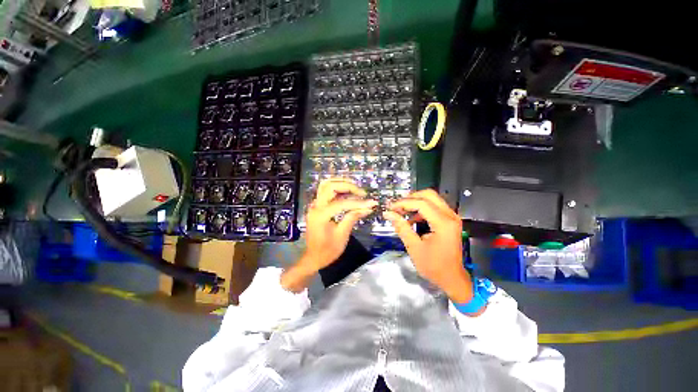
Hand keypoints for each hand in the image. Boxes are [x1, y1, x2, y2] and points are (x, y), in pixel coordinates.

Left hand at [281, 178, 375, 291]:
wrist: (313, 257)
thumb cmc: (327, 250)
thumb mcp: (342, 235)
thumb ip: (353, 218)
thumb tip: (368, 208)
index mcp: (321, 215)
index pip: (341, 203)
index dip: (358, 203)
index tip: (371, 203)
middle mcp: (315, 206)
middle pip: (330, 186)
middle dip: (347, 186)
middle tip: (361, 192)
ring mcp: (315, 205)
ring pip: (326, 185)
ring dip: (341, 183)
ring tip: (355, 189)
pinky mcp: (317, 207)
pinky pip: (326, 191)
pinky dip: (337, 189)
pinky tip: (348, 193)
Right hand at [383, 189, 472, 302]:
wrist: (452, 278)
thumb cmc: (433, 266)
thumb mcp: (414, 247)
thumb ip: (401, 227)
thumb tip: (388, 213)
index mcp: (443, 223)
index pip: (421, 203)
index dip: (403, 203)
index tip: (390, 208)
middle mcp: (450, 216)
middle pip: (429, 195)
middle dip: (410, 198)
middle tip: (397, 207)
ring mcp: (452, 217)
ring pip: (432, 199)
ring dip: (415, 202)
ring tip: (401, 211)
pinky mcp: (450, 220)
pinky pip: (434, 207)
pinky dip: (421, 209)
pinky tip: (411, 219)